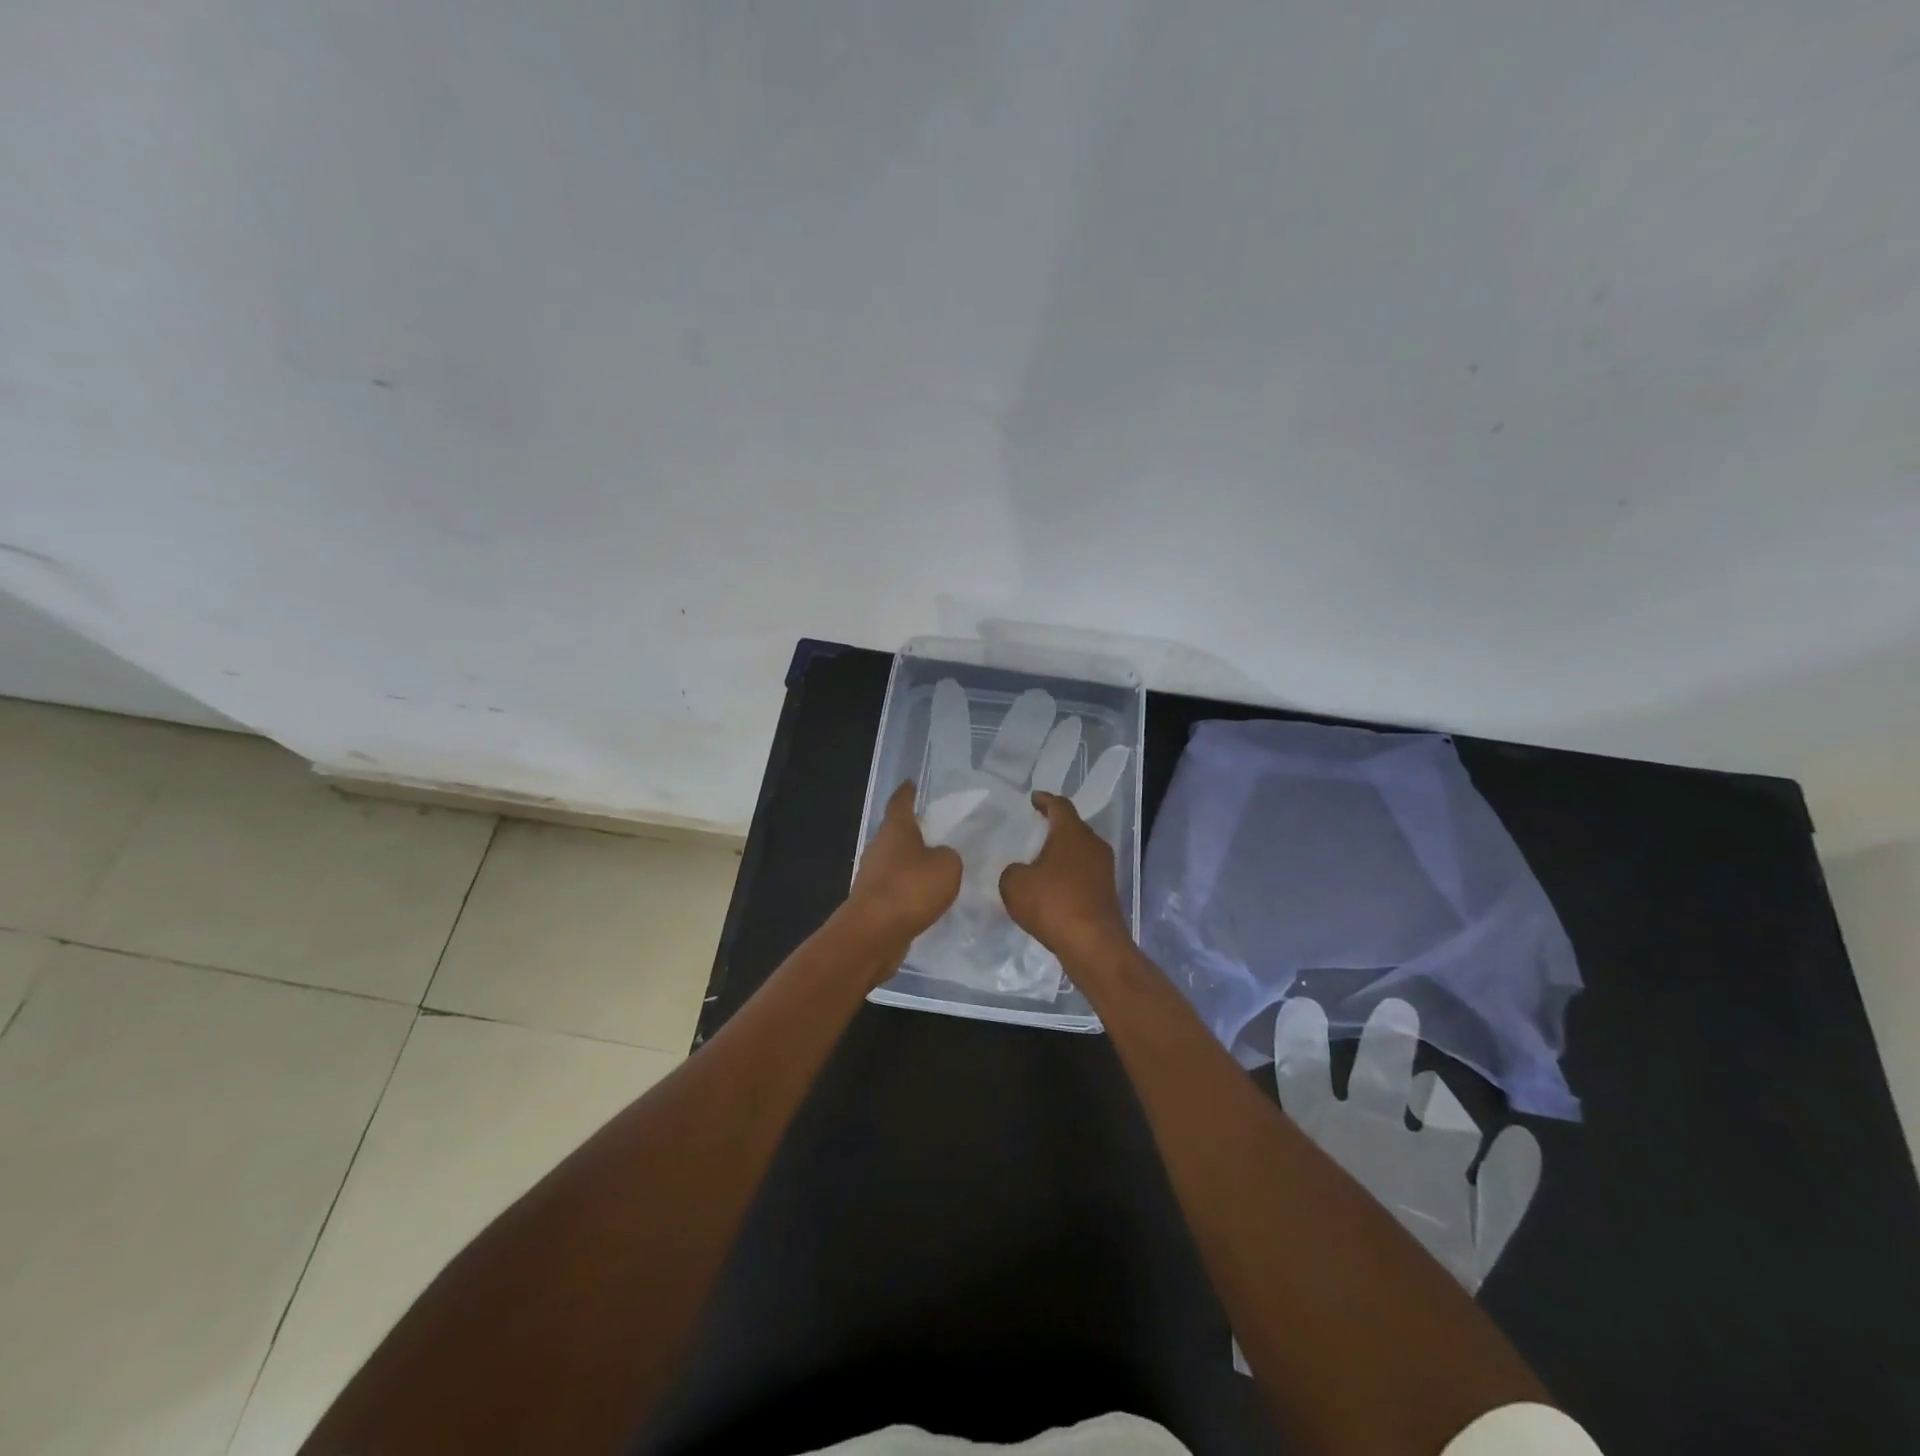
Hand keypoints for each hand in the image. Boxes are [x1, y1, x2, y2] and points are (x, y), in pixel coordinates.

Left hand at [847, 782, 962, 947]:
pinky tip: (927, 898)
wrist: (873, 934)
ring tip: (938, 867)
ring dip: (913, 864)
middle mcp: (879, 847)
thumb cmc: (910, 889)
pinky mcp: (873, 902)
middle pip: (897, 833)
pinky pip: (896, 888)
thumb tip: (940, 858)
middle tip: (938, 830)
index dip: (907, 792)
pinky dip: (910, 889)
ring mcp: (872, 876)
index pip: (900, 802)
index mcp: (895, 830)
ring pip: (896, 862)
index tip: (912, 783)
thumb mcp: (947, 866)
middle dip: (914, 831)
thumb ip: (948, 856)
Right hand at [999, 792, 1129, 965]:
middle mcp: (1093, 845)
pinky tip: (1053, 888)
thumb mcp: (1014, 884)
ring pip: (1080, 852)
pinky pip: (1084, 874)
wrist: (1092, 944)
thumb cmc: (1052, 904)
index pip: (1059, 806)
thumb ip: (1012, 871)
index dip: (1045, 800)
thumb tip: (1022, 872)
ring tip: (1041, 860)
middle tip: (1035, 829)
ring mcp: (1104, 870)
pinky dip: (1068, 876)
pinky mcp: (1107, 893)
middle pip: (1073, 828)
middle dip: (1054, 827)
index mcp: (1072, 833)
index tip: (1034, 799)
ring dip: (1062, 854)